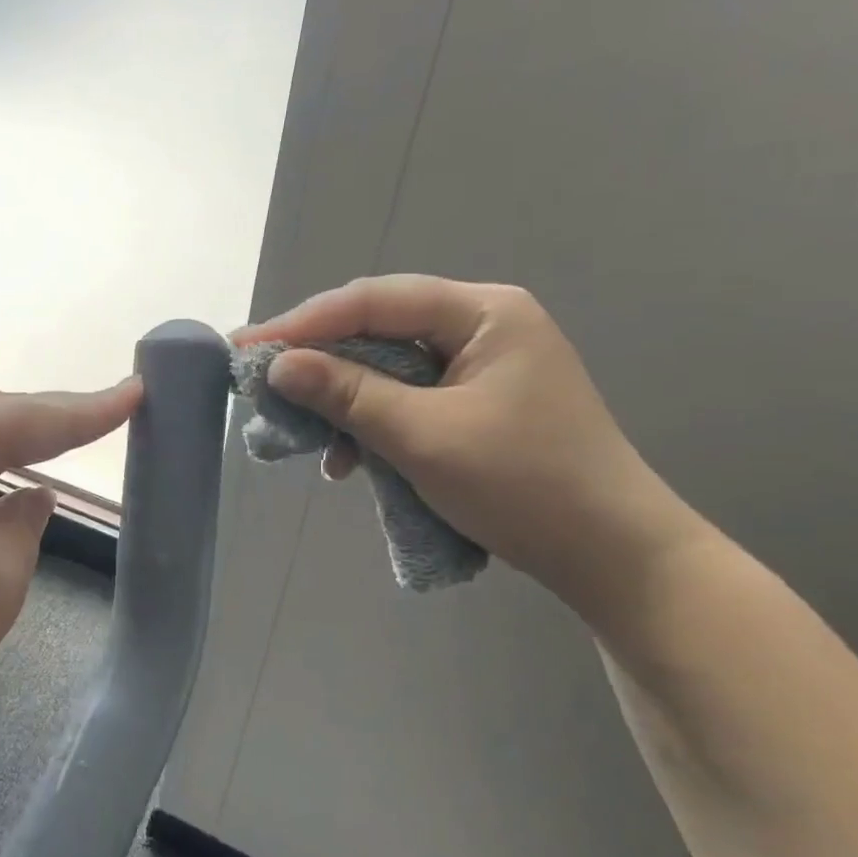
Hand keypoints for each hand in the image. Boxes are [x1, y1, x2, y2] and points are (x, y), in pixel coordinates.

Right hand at [236, 276, 707, 619]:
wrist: (611, 556)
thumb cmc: (523, 484)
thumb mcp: (423, 436)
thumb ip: (347, 393)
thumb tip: (278, 365)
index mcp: (482, 312)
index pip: (373, 300)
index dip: (304, 323)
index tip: (247, 347)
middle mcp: (480, 325)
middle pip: (378, 329)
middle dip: (319, 362)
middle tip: (261, 382)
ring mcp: (479, 365)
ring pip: (387, 367)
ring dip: (343, 401)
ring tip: (303, 434)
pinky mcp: (475, 403)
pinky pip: (406, 399)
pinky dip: (372, 424)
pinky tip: (349, 459)